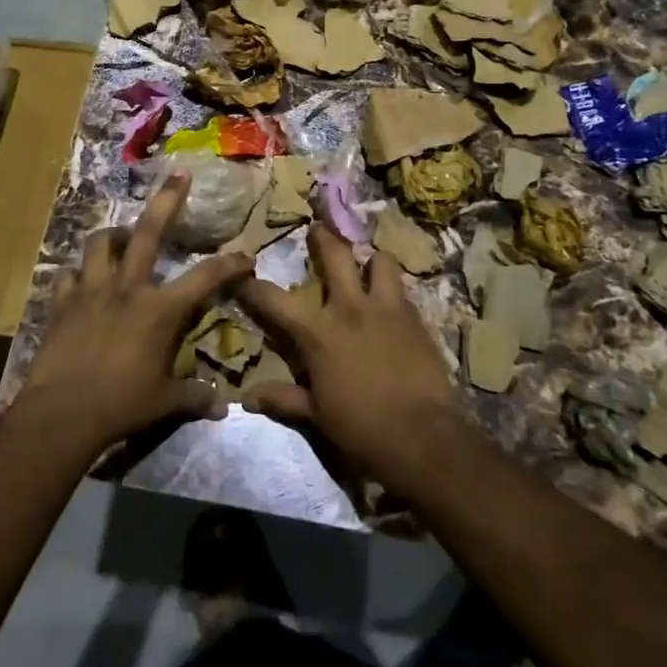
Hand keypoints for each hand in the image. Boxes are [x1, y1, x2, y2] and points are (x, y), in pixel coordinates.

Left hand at [16, 172, 250, 458]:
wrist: (61, 414)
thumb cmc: (120, 406)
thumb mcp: (164, 402)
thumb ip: (194, 396)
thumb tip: (223, 406)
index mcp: (159, 310)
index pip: (205, 277)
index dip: (230, 264)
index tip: (246, 257)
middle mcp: (127, 288)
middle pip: (148, 232)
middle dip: (167, 200)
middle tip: (179, 174)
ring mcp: (91, 290)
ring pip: (100, 243)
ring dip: (113, 235)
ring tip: (121, 237)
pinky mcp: (61, 302)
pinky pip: (66, 275)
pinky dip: (76, 274)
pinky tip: (80, 280)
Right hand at [235, 226, 465, 492]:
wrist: (425, 438)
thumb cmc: (362, 429)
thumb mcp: (317, 417)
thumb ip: (284, 399)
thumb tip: (247, 399)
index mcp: (318, 333)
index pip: (274, 300)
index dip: (253, 286)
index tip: (241, 274)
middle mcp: (350, 309)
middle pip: (335, 255)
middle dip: (322, 238)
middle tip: (317, 229)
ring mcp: (387, 308)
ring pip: (380, 261)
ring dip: (371, 261)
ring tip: (368, 266)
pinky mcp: (417, 318)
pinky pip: (403, 289)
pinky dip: (393, 289)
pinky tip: (392, 302)